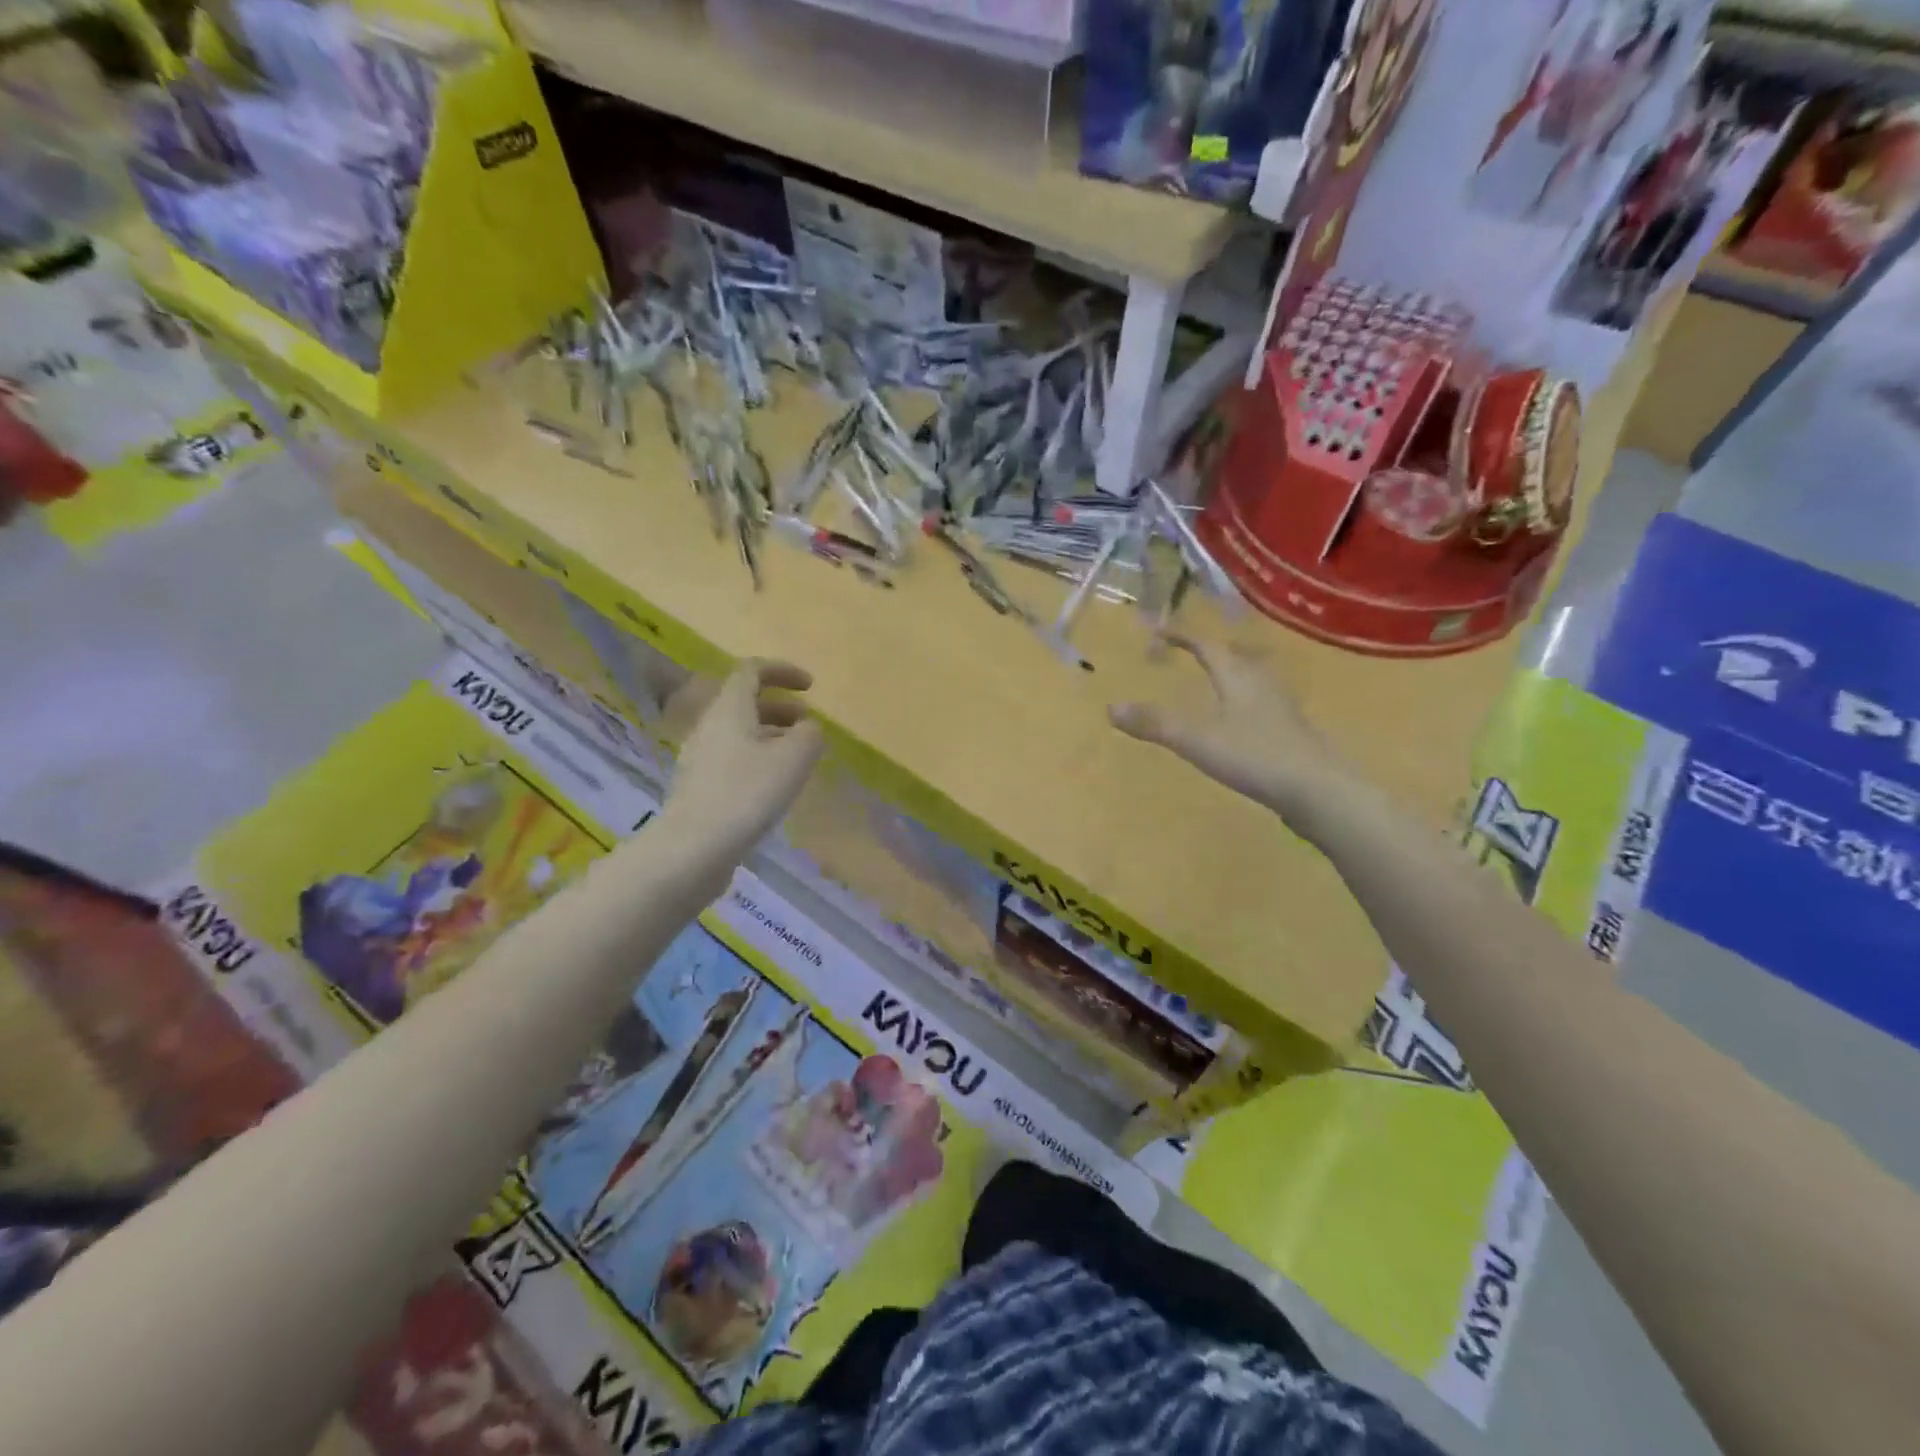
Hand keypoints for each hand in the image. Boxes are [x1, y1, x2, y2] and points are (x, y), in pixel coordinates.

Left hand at [661, 660, 823, 863]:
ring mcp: (700, 758)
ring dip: (771, 735)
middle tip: (809, 725)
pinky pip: (733, 759)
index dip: (782, 671)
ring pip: (740, 733)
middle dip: (781, 707)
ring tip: (797, 757)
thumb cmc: (747, 793)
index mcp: (729, 709)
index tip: (810, 686)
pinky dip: (758, 759)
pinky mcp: (699, 787)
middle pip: (745, 703)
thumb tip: (807, 728)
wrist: (693, 848)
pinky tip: (774, 785)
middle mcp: (709, 726)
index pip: (752, 671)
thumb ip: (809, 734)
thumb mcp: (794, 757)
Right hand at [1109, 634, 1351, 830]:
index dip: (1183, 636)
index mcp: (1237, 676)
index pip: (1207, 645)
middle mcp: (1261, 683)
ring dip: (1230, 673)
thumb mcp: (1197, 740)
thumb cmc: (1255, 756)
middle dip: (1209, 651)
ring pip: (1251, 679)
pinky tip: (1241, 720)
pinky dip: (1243, 699)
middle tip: (1188, 652)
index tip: (1161, 631)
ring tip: (1215, 679)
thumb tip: (1111, 707)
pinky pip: (1261, 702)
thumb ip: (1155, 724)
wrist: (1319, 789)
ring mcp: (1280, 707)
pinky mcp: (1291, 731)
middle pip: (1234, 657)